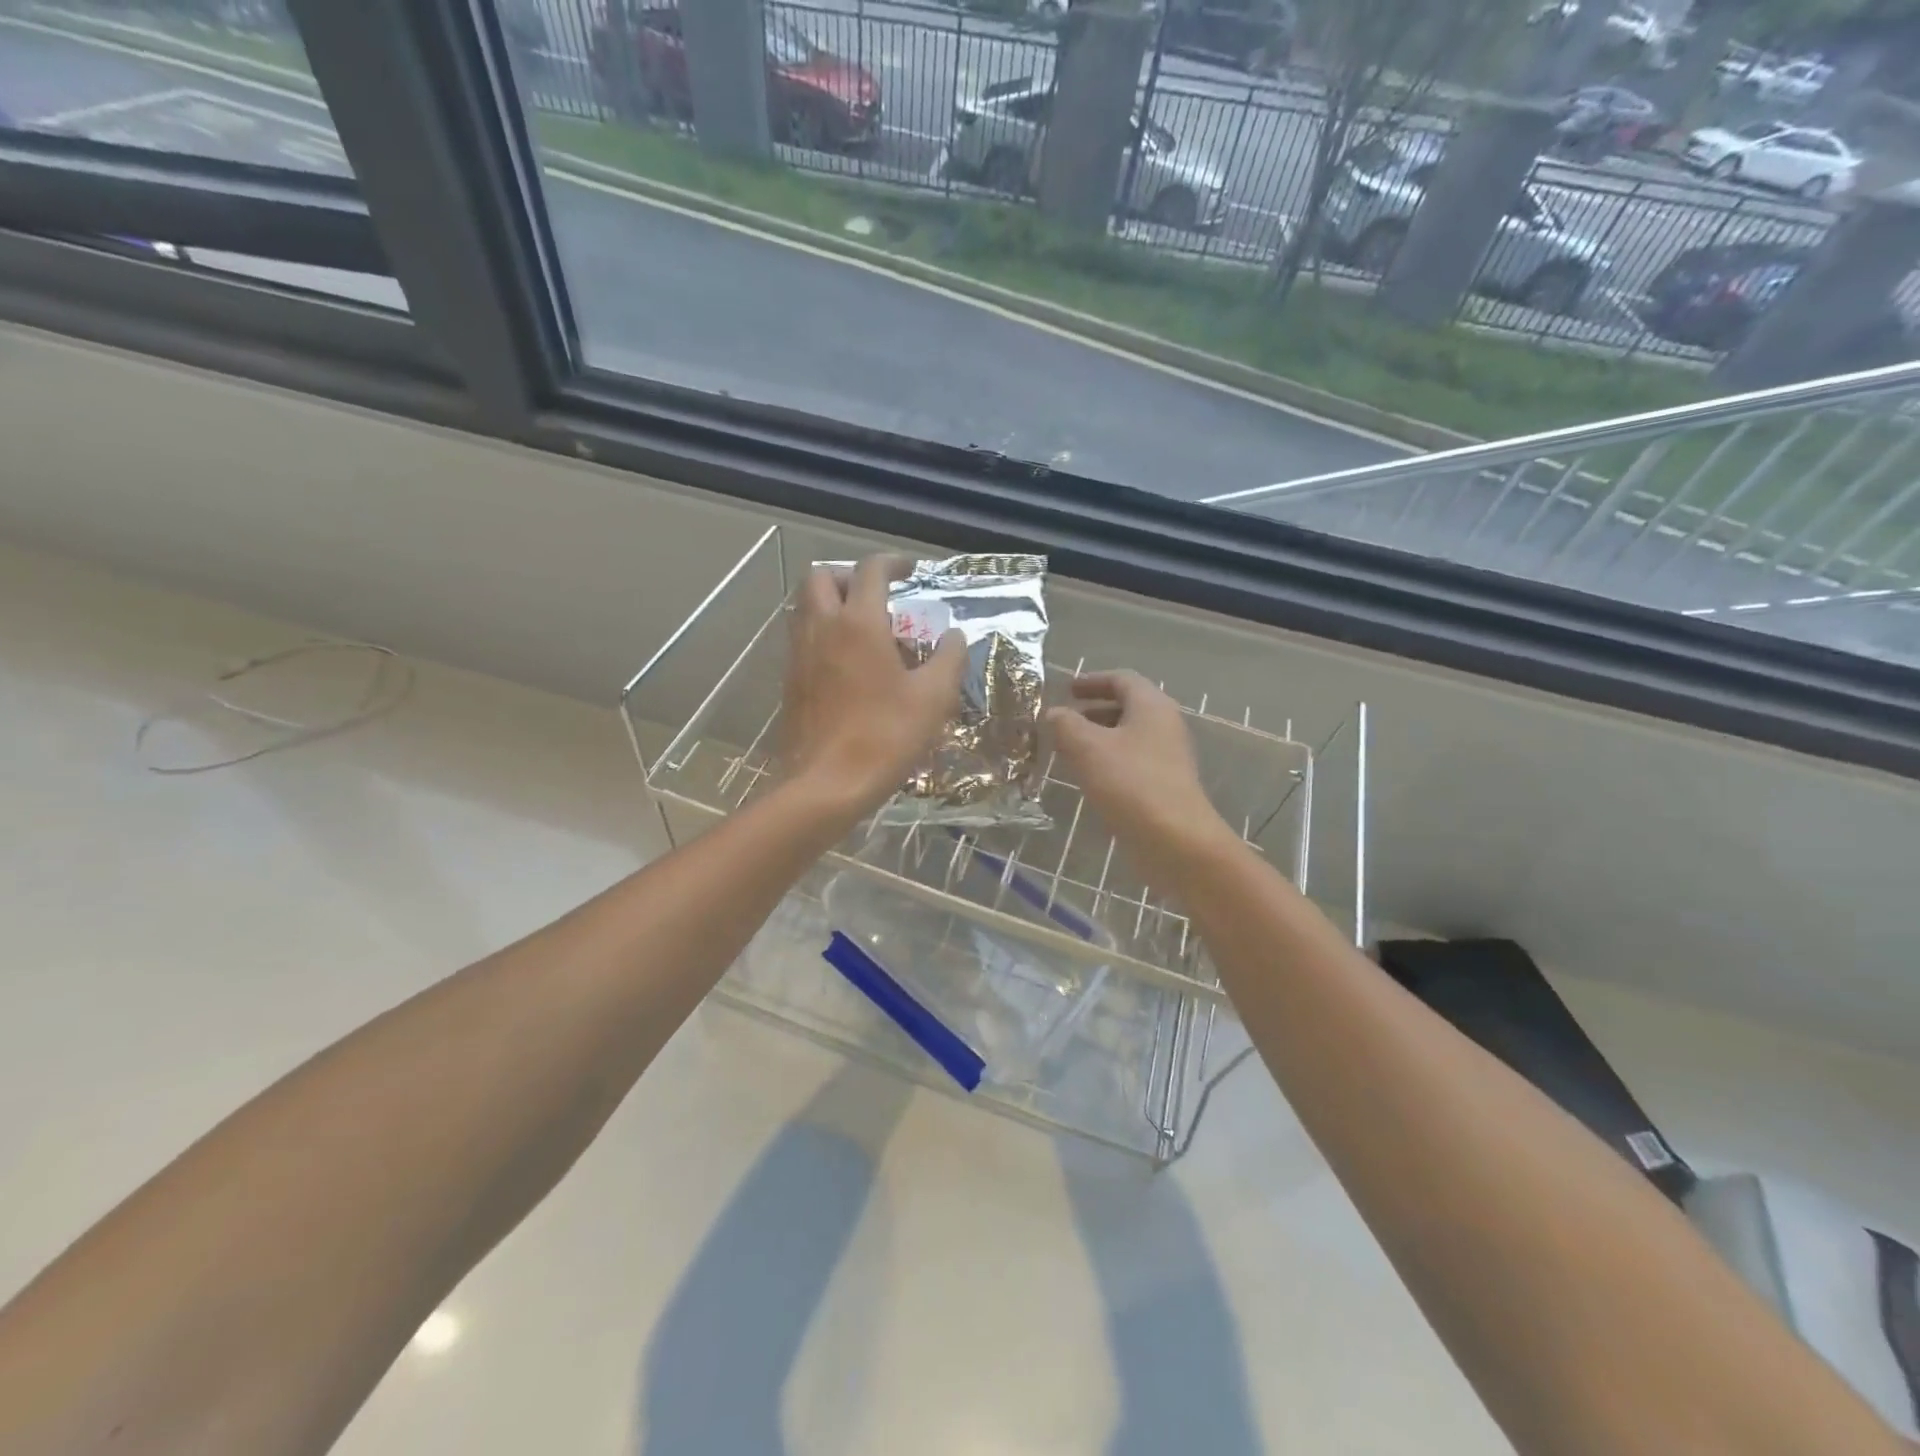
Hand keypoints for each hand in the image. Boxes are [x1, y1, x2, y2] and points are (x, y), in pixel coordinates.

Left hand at [781, 556, 965, 817]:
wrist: (826, 784)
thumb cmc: (885, 737)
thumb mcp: (933, 698)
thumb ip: (949, 659)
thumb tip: (955, 636)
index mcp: (859, 623)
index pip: (871, 571)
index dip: (893, 562)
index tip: (910, 570)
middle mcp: (822, 628)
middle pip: (822, 577)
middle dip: (849, 576)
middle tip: (877, 596)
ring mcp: (799, 654)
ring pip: (806, 606)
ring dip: (832, 603)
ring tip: (863, 628)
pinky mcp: (790, 681)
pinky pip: (802, 637)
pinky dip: (822, 632)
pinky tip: (847, 663)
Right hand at [1046, 671, 1234, 883]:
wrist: (1175, 840)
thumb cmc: (1130, 783)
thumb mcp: (1087, 747)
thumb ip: (1065, 724)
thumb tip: (1054, 713)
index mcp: (1151, 706)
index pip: (1122, 679)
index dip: (1092, 680)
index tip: (1066, 689)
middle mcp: (1165, 725)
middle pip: (1127, 706)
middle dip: (1093, 711)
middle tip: (1063, 720)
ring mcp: (1168, 757)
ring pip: (1129, 736)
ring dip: (1098, 738)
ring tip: (1068, 750)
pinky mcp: (1165, 785)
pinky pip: (1132, 761)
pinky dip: (1108, 761)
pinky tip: (1088, 778)